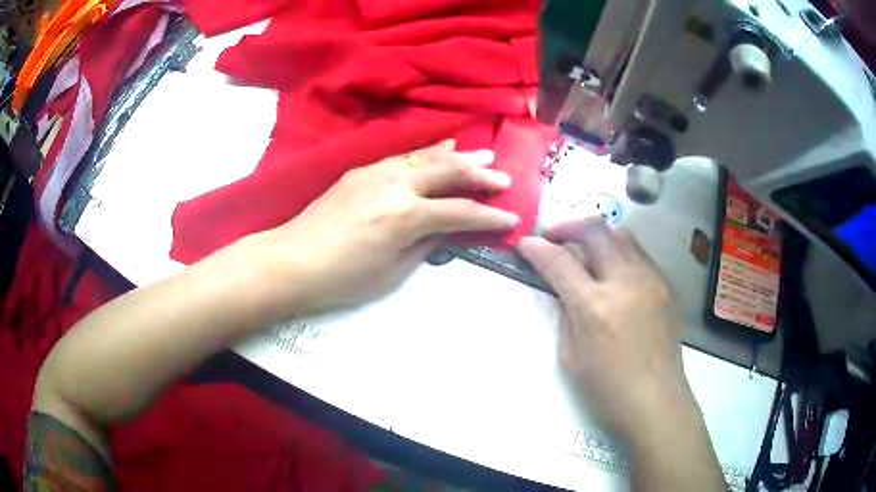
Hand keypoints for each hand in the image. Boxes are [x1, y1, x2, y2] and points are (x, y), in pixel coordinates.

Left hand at [253, 140, 518, 314]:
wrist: (293, 259)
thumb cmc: (343, 278)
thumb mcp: (393, 272)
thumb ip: (426, 245)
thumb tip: (447, 230)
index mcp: (407, 216)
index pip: (461, 212)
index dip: (490, 216)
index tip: (512, 218)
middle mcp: (397, 185)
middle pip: (449, 173)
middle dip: (480, 176)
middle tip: (504, 177)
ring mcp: (378, 172)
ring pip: (427, 157)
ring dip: (458, 156)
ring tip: (482, 155)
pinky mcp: (362, 170)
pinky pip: (404, 156)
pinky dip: (427, 153)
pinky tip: (439, 150)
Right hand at [518, 219, 691, 443]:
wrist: (656, 400)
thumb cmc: (607, 389)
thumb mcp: (571, 356)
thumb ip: (566, 313)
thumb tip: (562, 286)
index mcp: (595, 307)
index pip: (559, 262)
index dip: (537, 248)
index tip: (526, 244)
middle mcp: (625, 283)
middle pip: (595, 231)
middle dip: (568, 227)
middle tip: (555, 238)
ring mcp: (651, 280)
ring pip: (622, 235)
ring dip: (598, 237)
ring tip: (587, 252)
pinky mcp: (667, 286)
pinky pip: (640, 255)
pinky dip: (621, 255)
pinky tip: (616, 277)